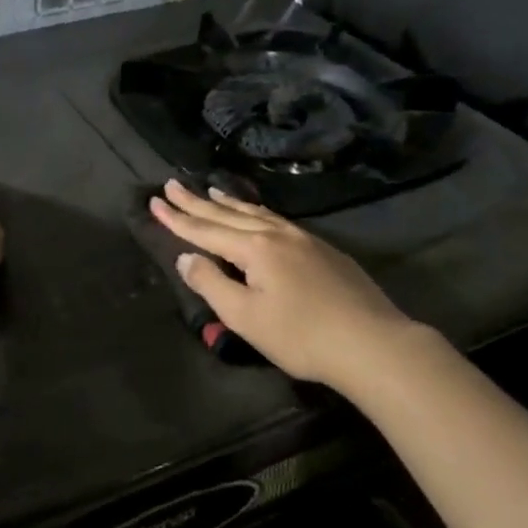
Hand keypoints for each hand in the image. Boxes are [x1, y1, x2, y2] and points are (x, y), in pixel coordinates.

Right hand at [149, 178, 417, 388]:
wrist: (372, 344)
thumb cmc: (301, 336)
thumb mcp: (245, 317)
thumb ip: (211, 284)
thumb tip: (186, 258)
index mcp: (255, 249)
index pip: (206, 230)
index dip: (177, 218)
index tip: (155, 201)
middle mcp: (277, 235)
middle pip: (228, 214)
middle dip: (197, 201)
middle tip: (172, 184)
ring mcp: (305, 240)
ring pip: (257, 214)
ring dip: (229, 202)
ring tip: (211, 189)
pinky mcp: (324, 251)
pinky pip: (278, 220)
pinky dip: (256, 213)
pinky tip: (258, 216)